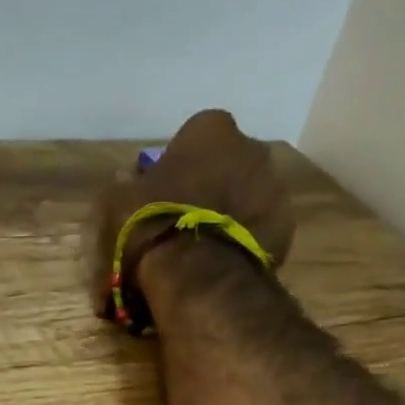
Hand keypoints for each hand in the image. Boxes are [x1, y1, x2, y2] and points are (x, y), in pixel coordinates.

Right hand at [83, 109, 297, 315]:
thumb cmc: (152, 224)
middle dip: (212, 183)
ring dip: (230, 211)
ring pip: (248, 194)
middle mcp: (251, 148)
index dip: (180, 162)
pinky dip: (245, 238)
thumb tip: (130, 179)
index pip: (195, 135)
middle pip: (228, 163)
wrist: (197, 274)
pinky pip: (260, 226)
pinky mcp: (286, 225)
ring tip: (205, 245)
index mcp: (210, 130)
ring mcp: (274, 186)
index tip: (166, 188)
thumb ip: (128, 184)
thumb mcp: (118, 201)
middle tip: (187, 217)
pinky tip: (223, 260)